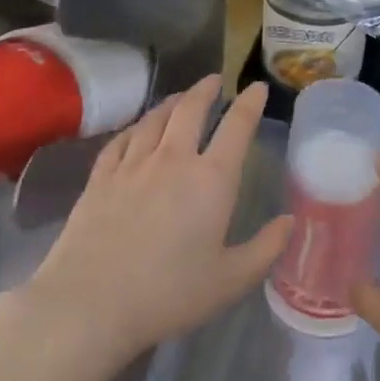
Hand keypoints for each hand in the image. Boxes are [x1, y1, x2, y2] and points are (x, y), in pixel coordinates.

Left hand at [19, 76, 290, 366]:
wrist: (91, 300)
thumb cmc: (169, 293)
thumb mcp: (231, 279)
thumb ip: (265, 248)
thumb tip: (289, 221)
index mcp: (211, 179)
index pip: (237, 127)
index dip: (249, 103)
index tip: (256, 87)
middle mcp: (172, 159)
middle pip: (190, 110)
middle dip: (206, 90)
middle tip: (215, 80)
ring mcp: (132, 165)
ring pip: (154, 118)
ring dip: (172, 102)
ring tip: (180, 97)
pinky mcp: (100, 177)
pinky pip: (122, 139)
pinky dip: (136, 126)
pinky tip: (138, 128)